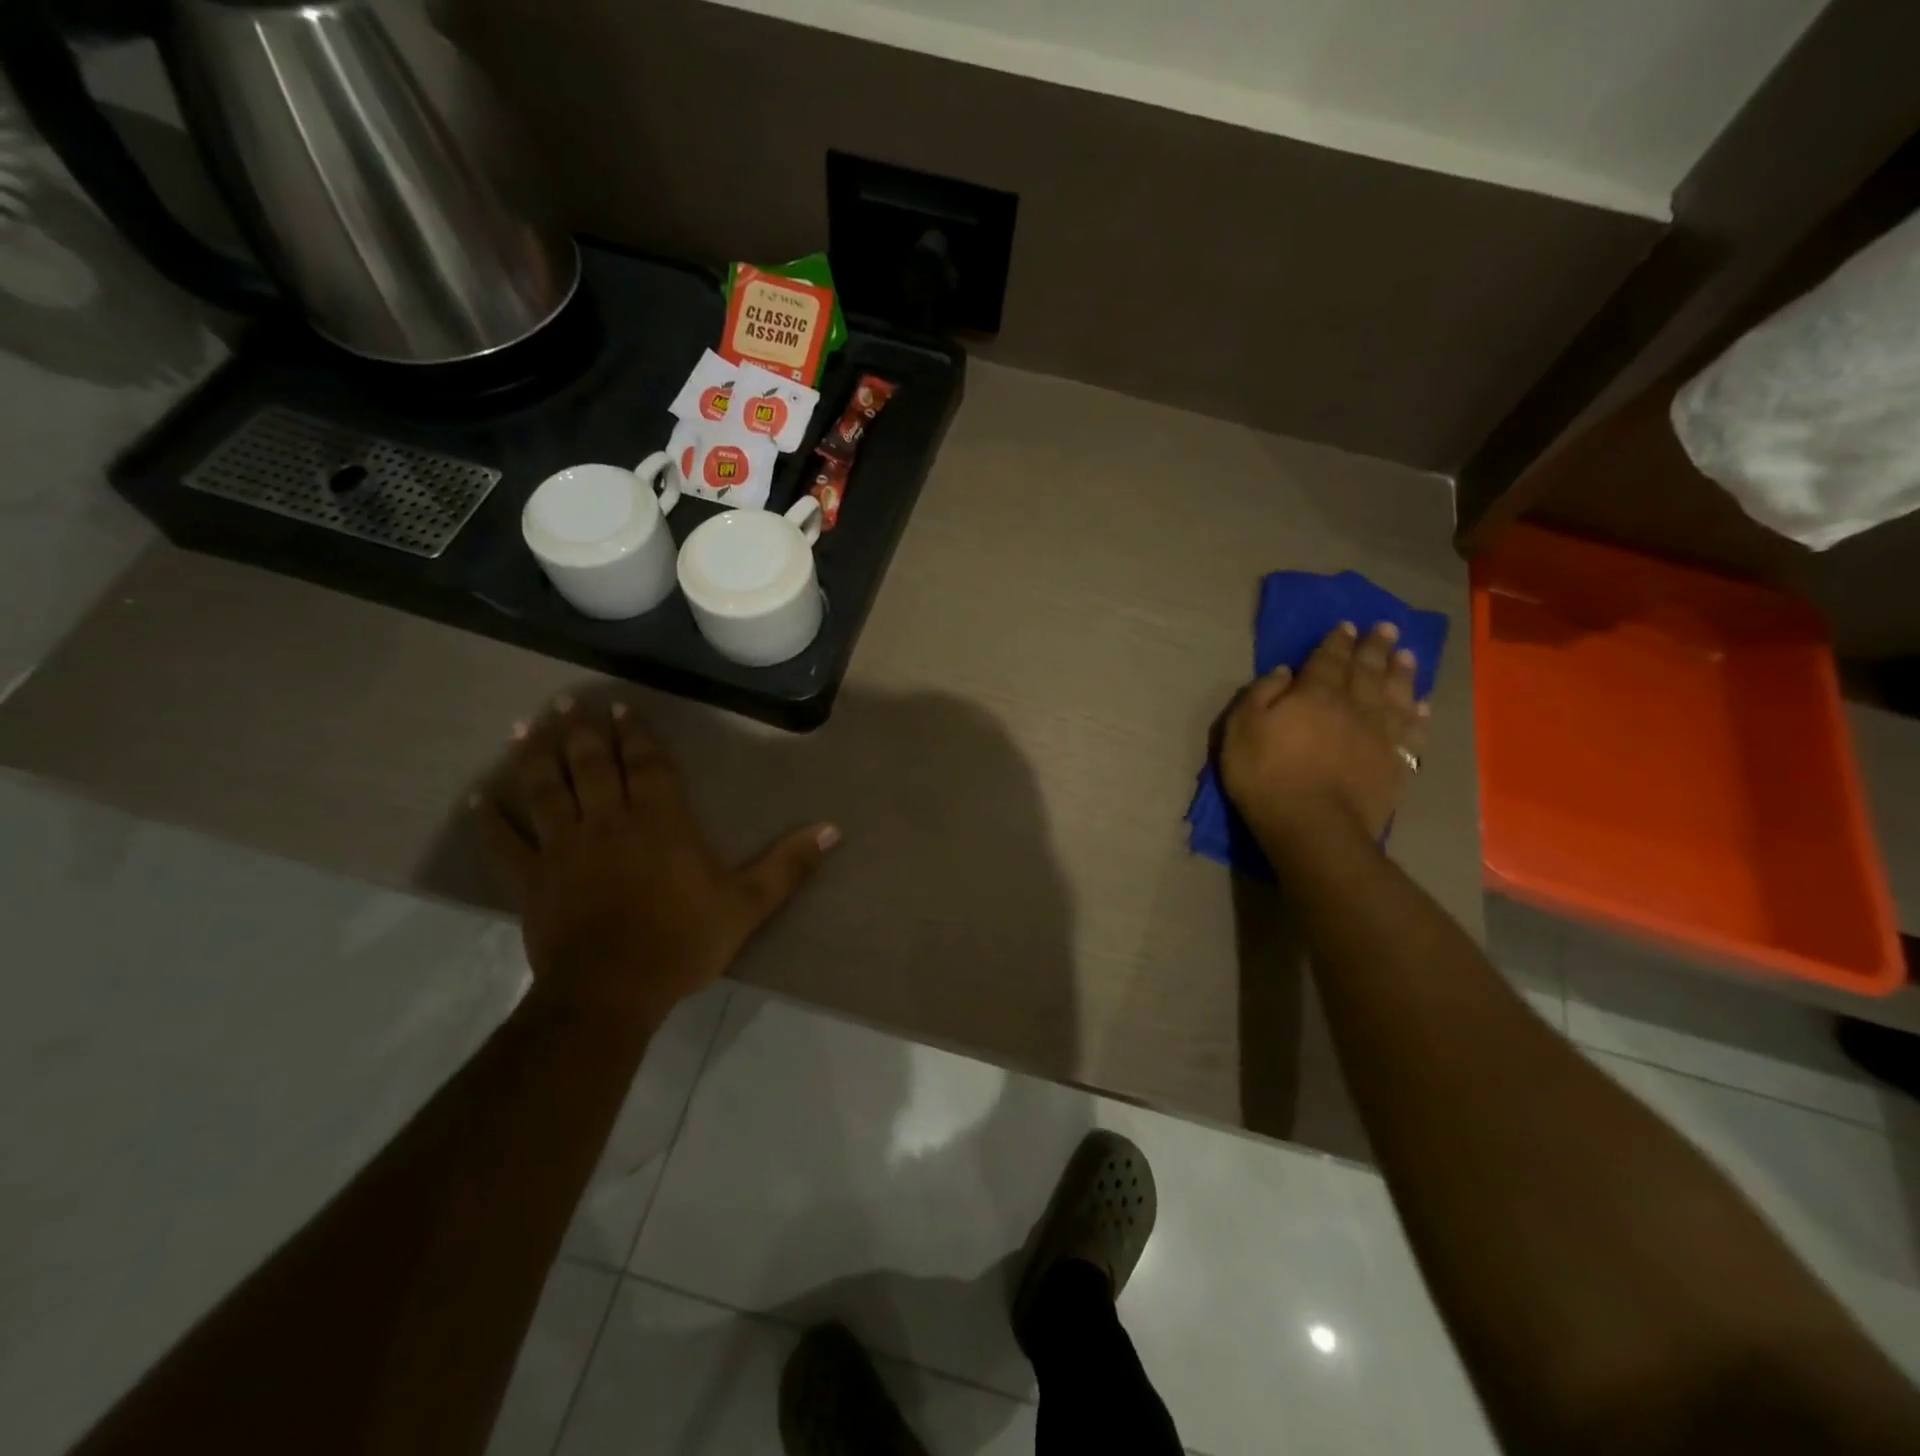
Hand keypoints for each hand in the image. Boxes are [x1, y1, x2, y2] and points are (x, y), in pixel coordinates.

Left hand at [473, 698, 838, 1027]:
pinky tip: (478, 798)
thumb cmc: (682, 941)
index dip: (633, 734)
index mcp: (659, 821)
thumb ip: (789, 865)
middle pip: (589, 765)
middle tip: (567, 701)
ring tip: (525, 726)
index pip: (644, 764)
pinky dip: (489, 819)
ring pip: (544, 790)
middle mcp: (607, 821)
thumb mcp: (748, 904)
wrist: (612, 991)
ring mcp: (562, 848)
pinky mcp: (530, 879)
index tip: (619, 707)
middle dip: (580, 730)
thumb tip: (833, 829)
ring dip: (534, 755)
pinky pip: (504, 842)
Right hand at [1219, 622, 1430, 849]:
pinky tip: (1422, 707)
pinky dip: (1418, 717)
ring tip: (1407, 656)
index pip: (1329, 659)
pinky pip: (1412, 733)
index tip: (1347, 626)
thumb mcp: (1242, 729)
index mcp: (1315, 694)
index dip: (1337, 641)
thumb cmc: (1266, 776)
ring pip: (1395, 695)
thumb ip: (1261, 694)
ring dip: (1402, 674)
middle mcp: (1354, 706)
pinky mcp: (1395, 764)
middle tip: (1386, 628)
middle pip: (1367, 670)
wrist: (1313, 827)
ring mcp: (1379, 735)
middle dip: (1375, 647)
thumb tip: (1285, 671)